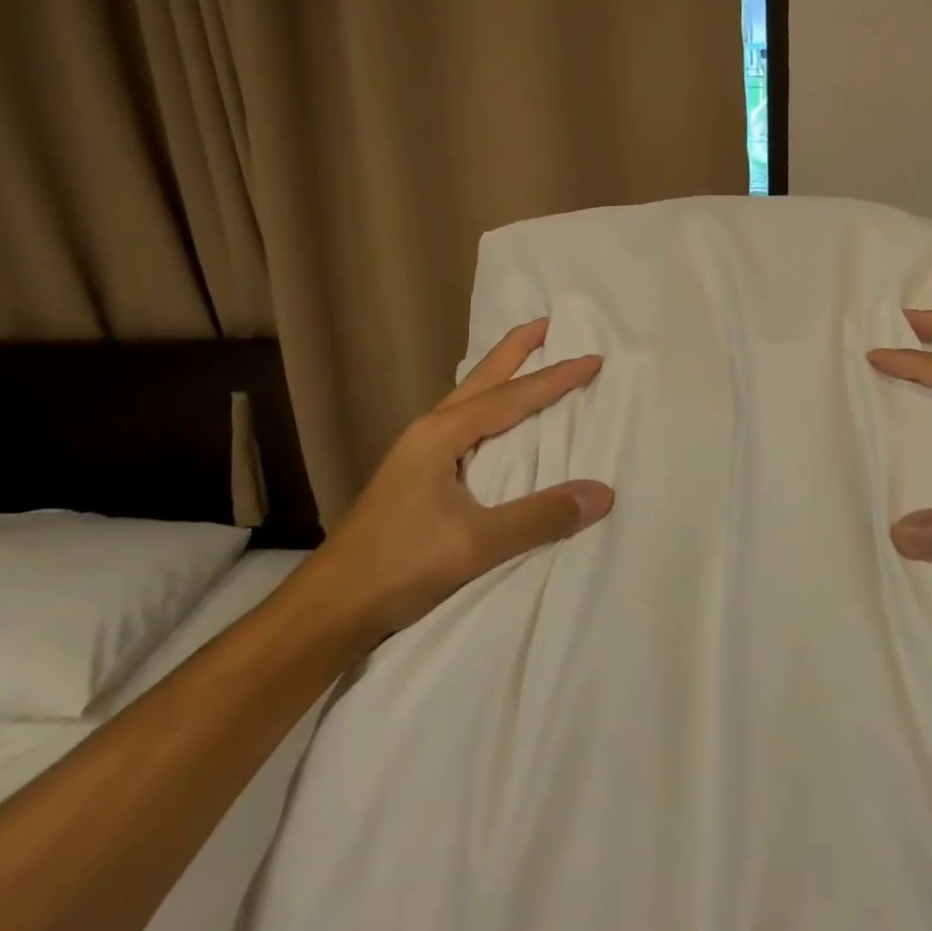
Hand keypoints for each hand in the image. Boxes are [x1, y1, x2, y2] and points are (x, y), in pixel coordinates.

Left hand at [305, 318, 611, 641]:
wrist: (329, 606)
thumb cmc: (398, 566)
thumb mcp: (475, 544)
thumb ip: (539, 517)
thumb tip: (602, 492)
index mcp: (442, 434)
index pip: (511, 397)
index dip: (555, 378)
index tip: (593, 360)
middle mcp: (429, 430)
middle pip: (482, 378)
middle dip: (516, 350)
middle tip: (548, 324)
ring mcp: (417, 451)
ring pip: (469, 398)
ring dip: (501, 376)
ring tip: (527, 360)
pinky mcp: (414, 473)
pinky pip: (463, 422)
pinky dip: (488, 407)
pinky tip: (493, 422)